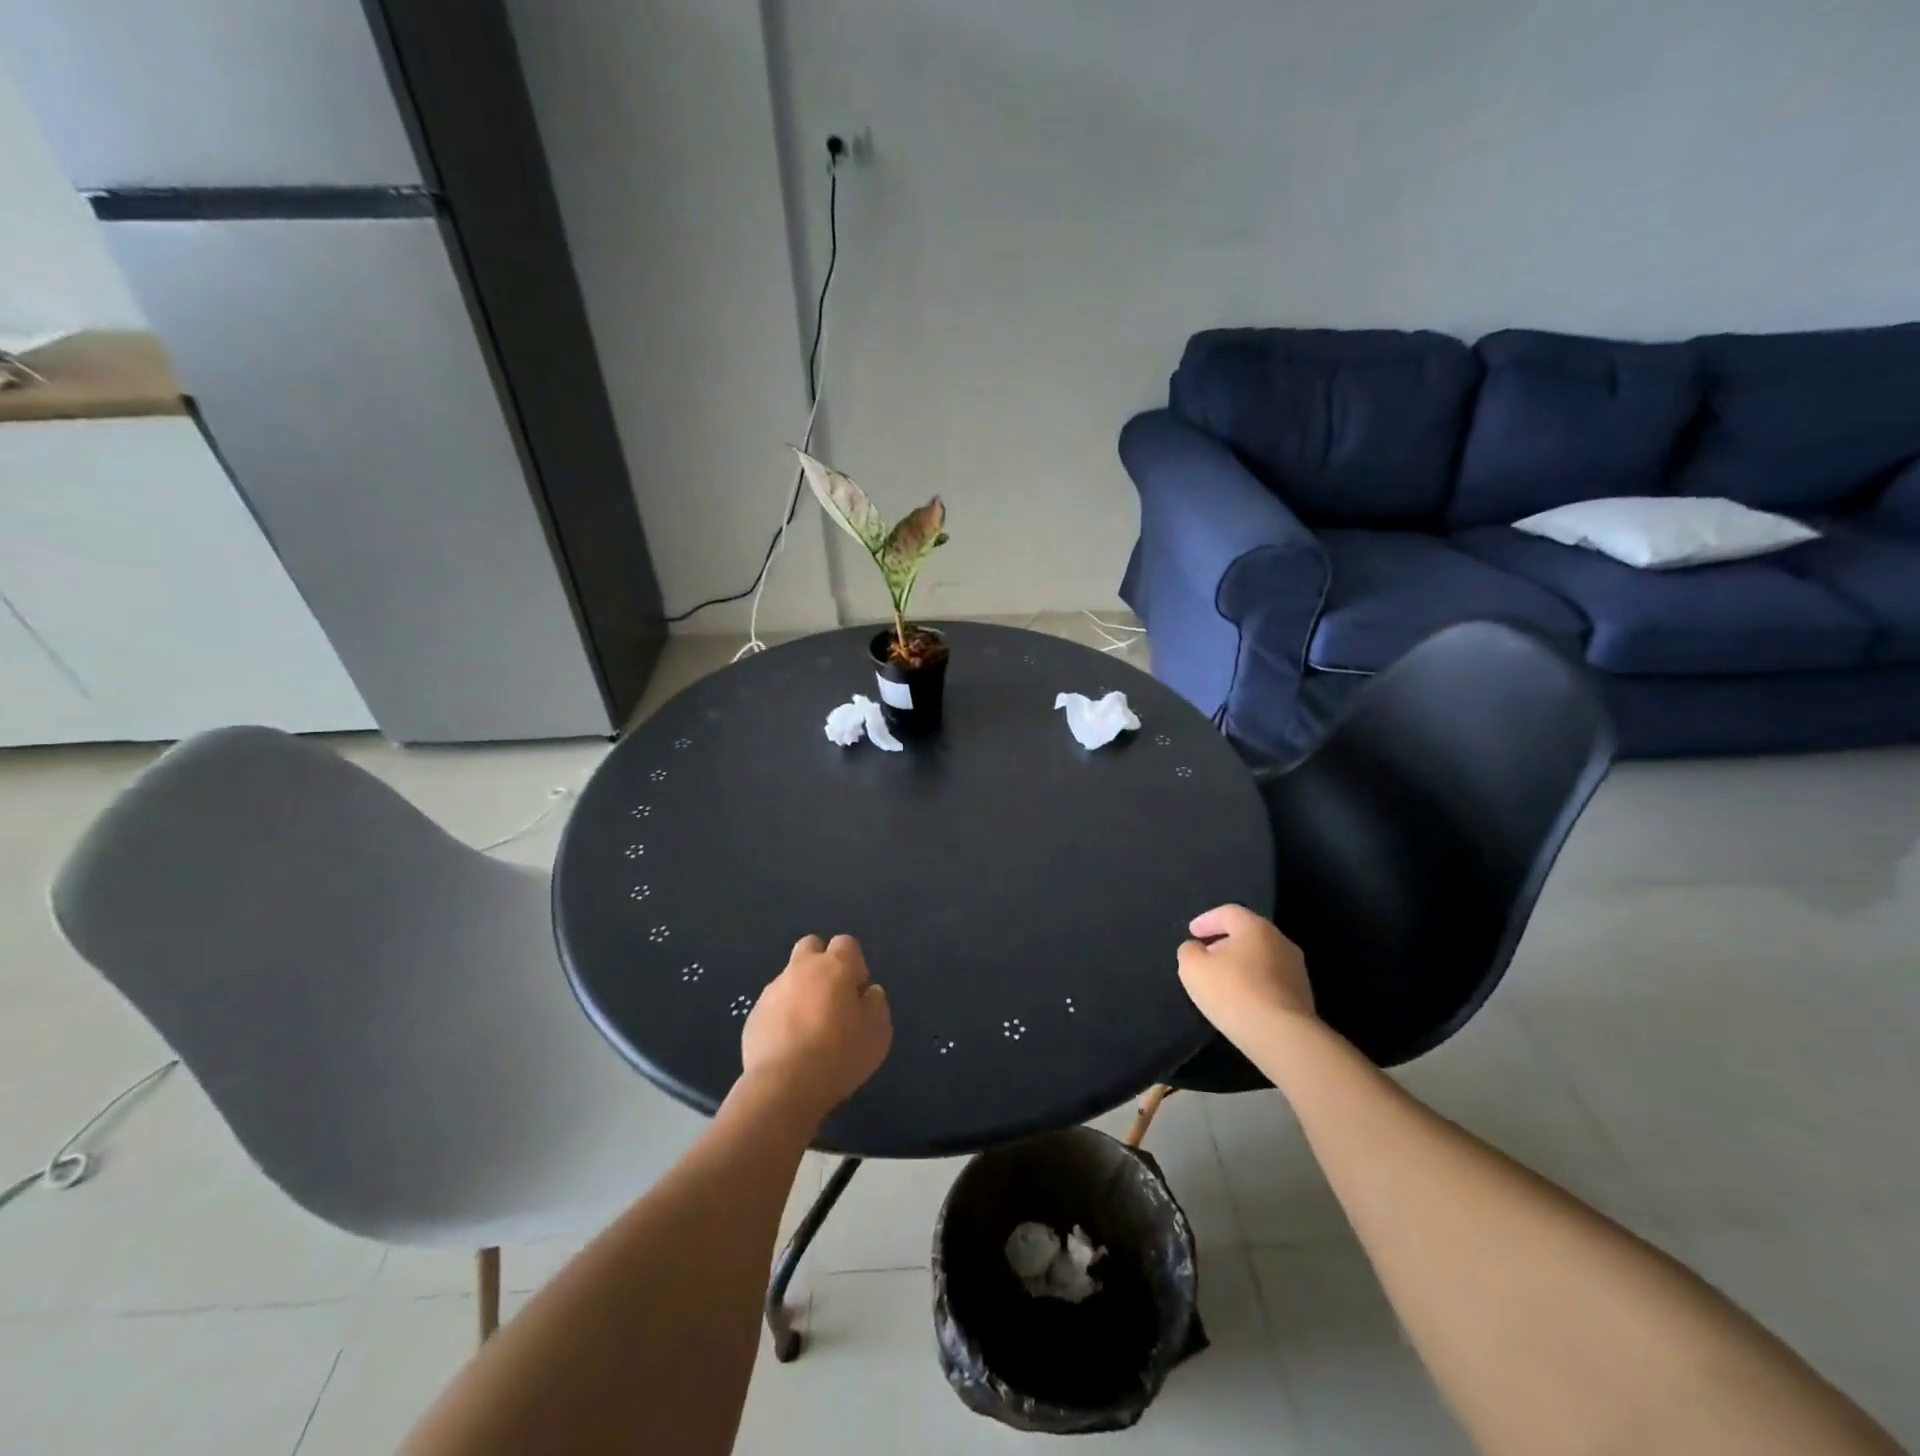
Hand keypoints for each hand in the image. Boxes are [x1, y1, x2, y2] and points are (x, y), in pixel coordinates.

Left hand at [740, 934, 891, 1122]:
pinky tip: (790, 1045)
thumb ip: (876, 1004)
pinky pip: (773, 1005)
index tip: (857, 992)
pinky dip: (782, 1016)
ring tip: (809, 1028)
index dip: (854, 963)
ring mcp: (773, 991)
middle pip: (811, 946)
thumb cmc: (840, 1055)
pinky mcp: (754, 1015)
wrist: (785, 1086)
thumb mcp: (878, 1032)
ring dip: (801, 991)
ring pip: (790, 977)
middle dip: (822, 963)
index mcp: (834, 966)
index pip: (846, 943)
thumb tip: (868, 993)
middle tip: (831, 997)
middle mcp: (801, 969)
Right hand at [1177, 904, 1314, 1042]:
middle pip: (1247, 934)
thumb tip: (1197, 948)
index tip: (1192, 933)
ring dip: (1241, 965)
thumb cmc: (1233, 992)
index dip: (1207, 920)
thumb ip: (1189, 951)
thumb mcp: (1193, 968)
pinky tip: (1242, 1001)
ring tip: (1222, 982)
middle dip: (1224, 942)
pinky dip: (1254, 984)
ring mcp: (1296, 970)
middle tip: (1206, 956)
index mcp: (1255, 927)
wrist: (1282, 1036)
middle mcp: (1280, 941)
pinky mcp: (1303, 997)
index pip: (1228, 913)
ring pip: (1261, 958)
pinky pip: (1271, 981)